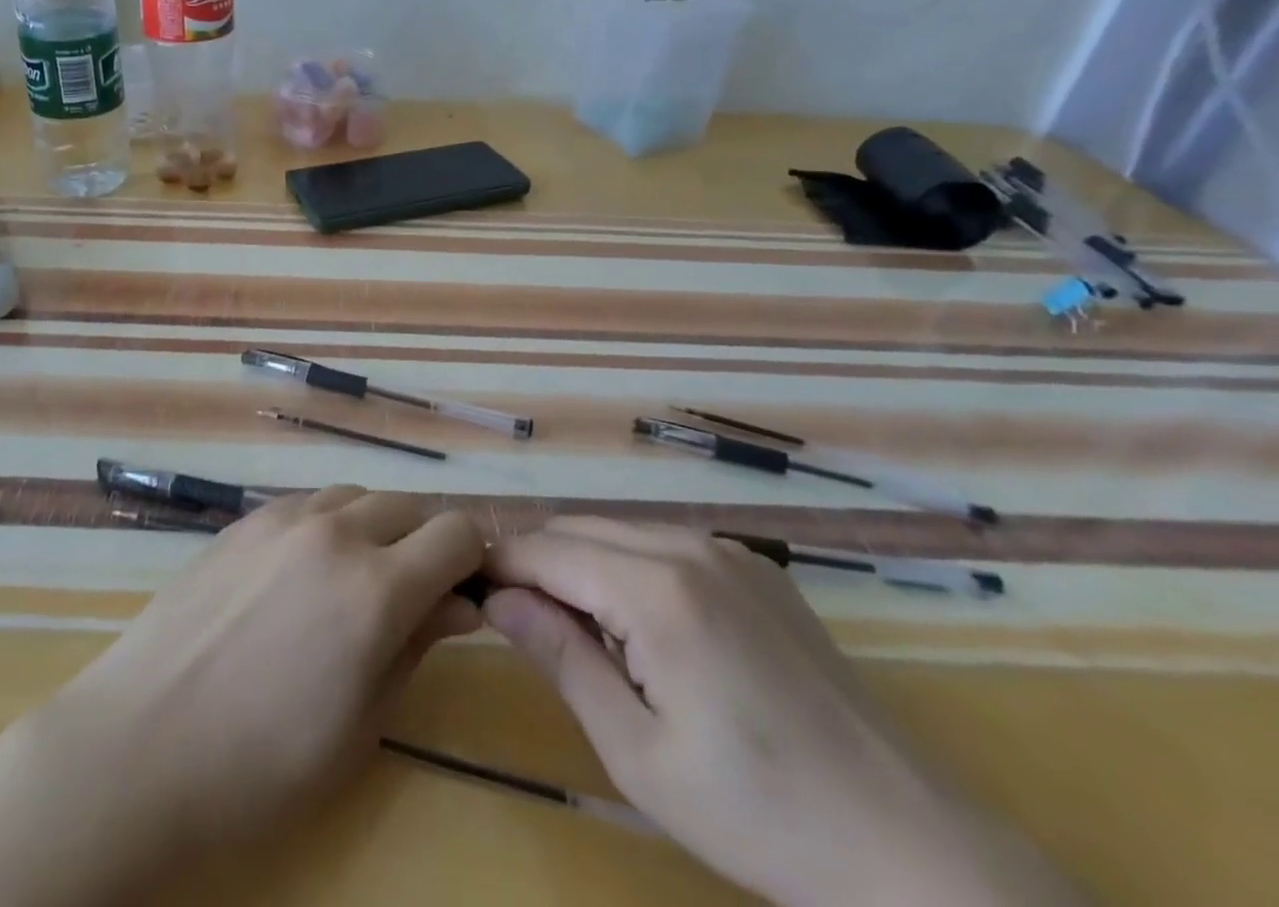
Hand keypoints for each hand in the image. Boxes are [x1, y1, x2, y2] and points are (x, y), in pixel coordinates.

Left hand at [0, 487, 482, 906]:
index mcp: (375, 588)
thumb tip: (459, 603)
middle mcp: (336, 532)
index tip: (470, 592)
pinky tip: (308, 569)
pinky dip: (331, 523)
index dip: (475, 560)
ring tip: (361, 578)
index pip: (457, 535)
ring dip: (378, 527)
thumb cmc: (259, 764)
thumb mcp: (360, 724)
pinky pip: (310, 503)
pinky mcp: (245, 520)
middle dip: (428, 542)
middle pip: (410, 508)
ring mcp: (284, 518)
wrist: (139, 744)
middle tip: (417, 593)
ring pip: (358, 496)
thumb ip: (416, 647)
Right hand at [483, 519, 1082, 906]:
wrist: (909, 848)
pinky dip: (630, 566)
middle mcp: (689, 546)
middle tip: (515, 617)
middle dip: (537, 561)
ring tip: (573, 625)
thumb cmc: (756, 813)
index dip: (499, 563)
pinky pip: (667, 545)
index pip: (546, 549)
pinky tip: (642, 625)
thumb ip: (560, 657)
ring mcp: (729, 551)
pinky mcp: (757, 568)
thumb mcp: (636, 751)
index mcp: (656, 588)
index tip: (467, 586)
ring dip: (582, 562)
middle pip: (579, 529)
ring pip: (621, 532)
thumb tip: (498, 599)